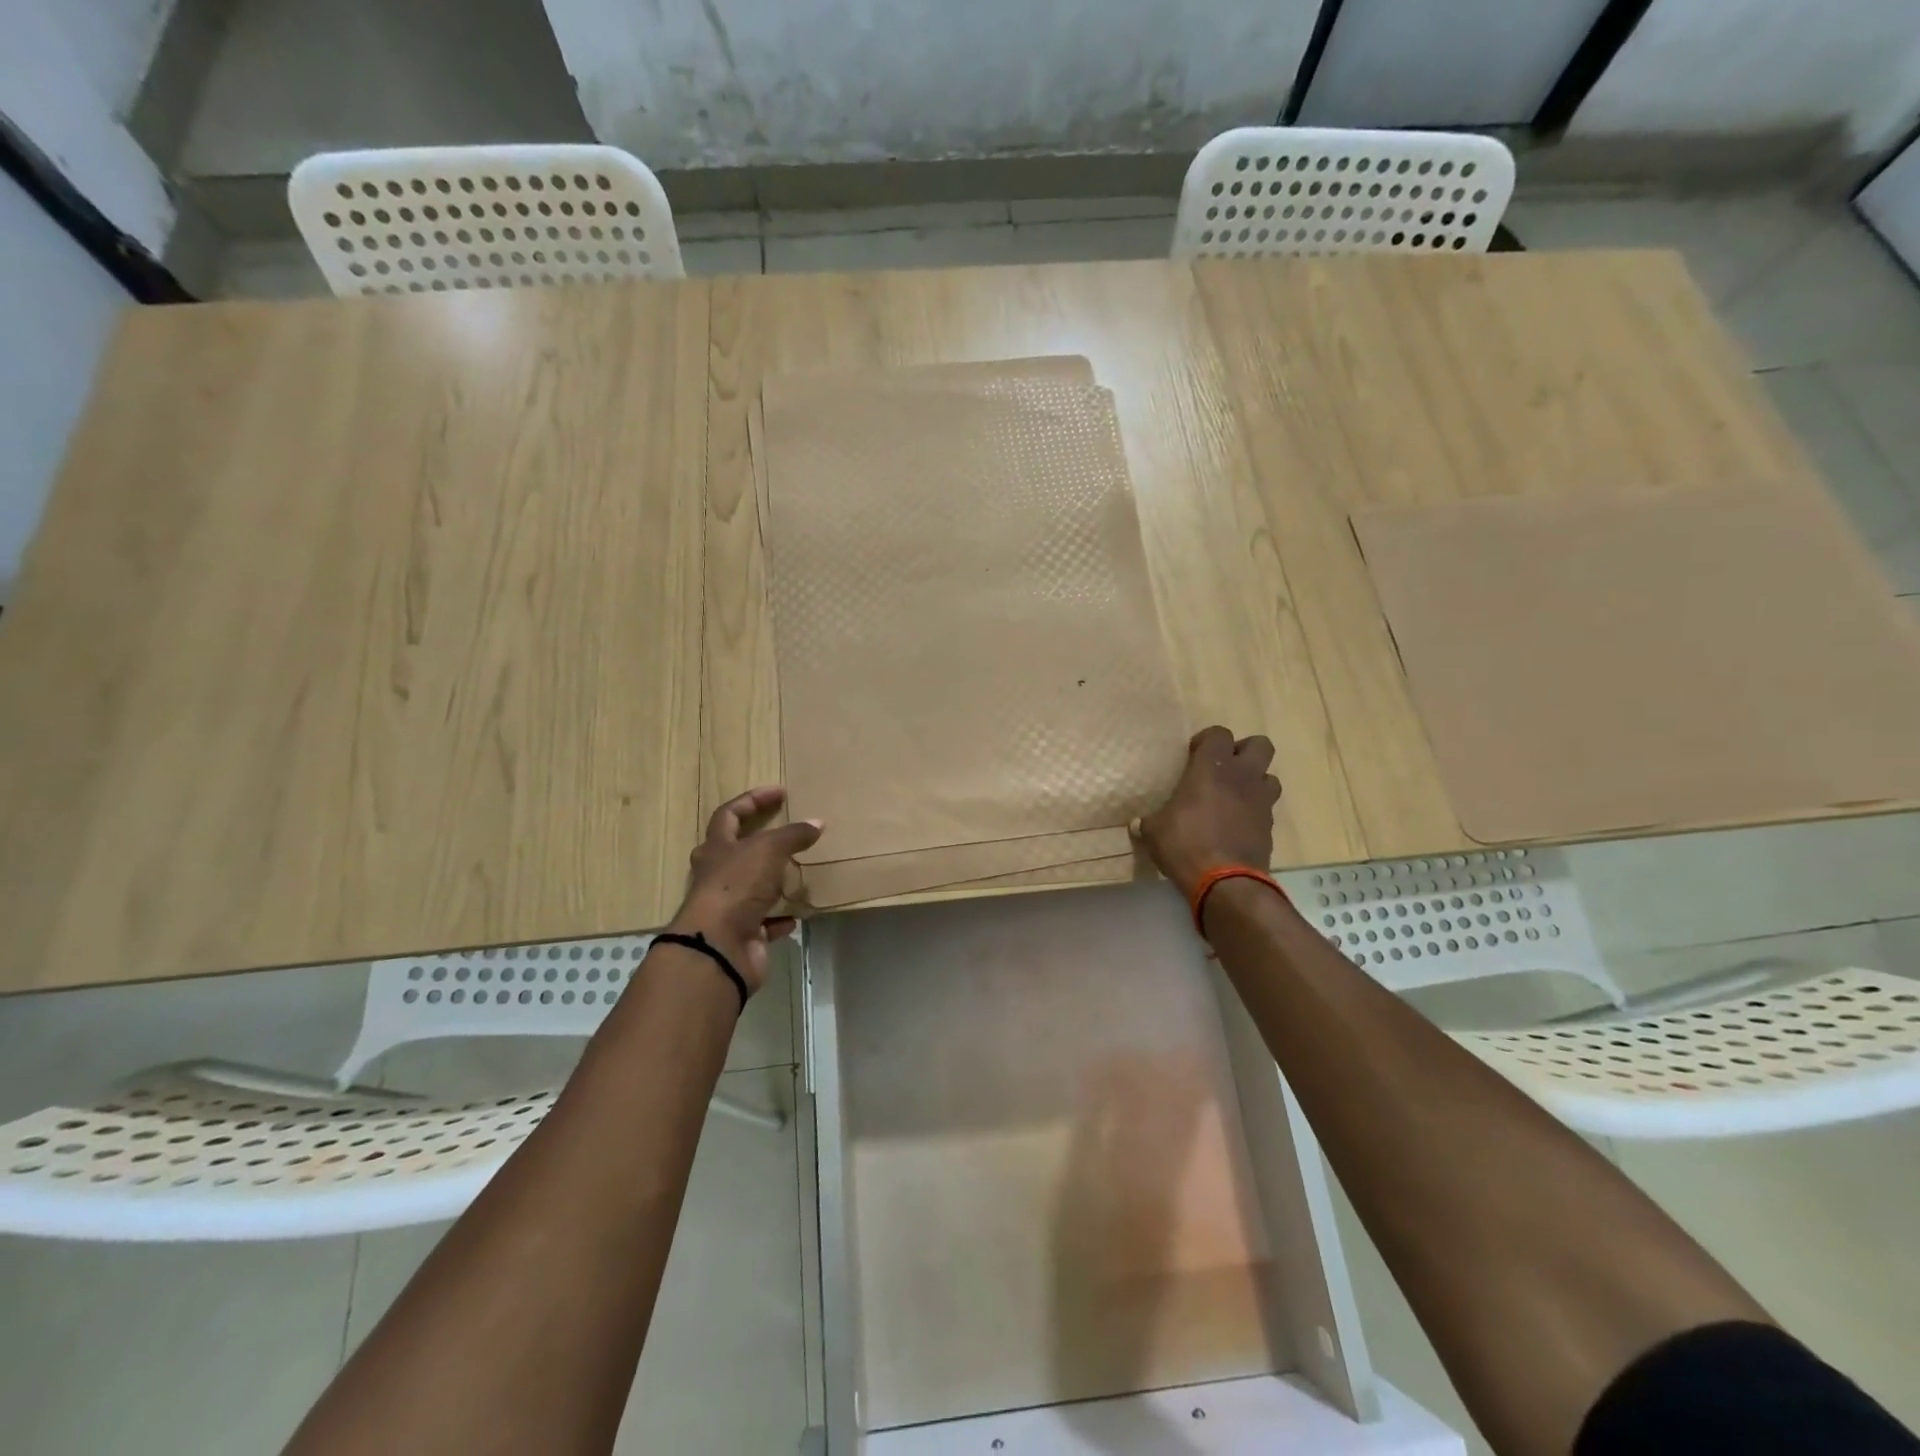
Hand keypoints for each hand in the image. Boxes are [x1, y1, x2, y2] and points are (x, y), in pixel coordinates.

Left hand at [669, 787, 822, 989]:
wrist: (719, 947)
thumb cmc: (737, 886)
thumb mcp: (769, 850)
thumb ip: (793, 835)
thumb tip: (817, 822)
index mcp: (716, 848)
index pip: (729, 814)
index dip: (753, 800)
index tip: (780, 793)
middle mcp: (716, 875)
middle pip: (734, 851)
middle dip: (758, 841)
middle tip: (784, 833)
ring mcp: (728, 906)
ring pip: (751, 887)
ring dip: (772, 881)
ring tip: (798, 872)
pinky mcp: (742, 934)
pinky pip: (765, 922)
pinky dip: (781, 917)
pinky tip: (798, 913)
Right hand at [1133, 726, 1279, 898]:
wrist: (1225, 882)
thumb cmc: (1185, 844)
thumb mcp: (1155, 831)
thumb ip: (1149, 822)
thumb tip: (1137, 825)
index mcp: (1212, 767)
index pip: (1219, 733)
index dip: (1207, 741)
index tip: (1192, 756)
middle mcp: (1242, 777)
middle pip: (1259, 745)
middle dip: (1243, 752)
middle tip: (1222, 770)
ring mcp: (1261, 801)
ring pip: (1269, 777)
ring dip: (1254, 782)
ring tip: (1233, 798)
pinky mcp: (1270, 827)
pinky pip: (1266, 809)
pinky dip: (1254, 812)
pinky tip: (1236, 826)